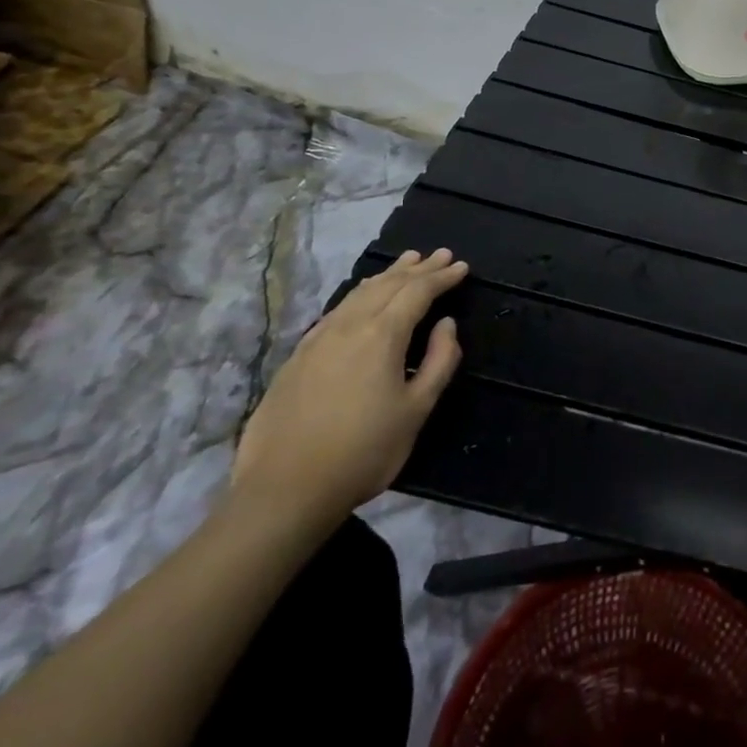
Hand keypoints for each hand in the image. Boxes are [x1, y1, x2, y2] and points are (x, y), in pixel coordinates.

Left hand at [230, 248, 465, 530]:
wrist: (284, 491)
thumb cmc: (364, 451)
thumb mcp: (417, 409)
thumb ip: (439, 361)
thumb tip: (447, 325)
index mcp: (381, 335)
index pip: (418, 292)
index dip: (442, 277)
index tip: (462, 267)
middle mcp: (348, 326)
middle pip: (388, 285)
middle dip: (418, 268)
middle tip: (440, 254)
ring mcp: (318, 339)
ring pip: (358, 293)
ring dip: (387, 275)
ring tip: (406, 262)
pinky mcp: (297, 357)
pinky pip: (336, 310)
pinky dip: (359, 294)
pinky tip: (361, 298)